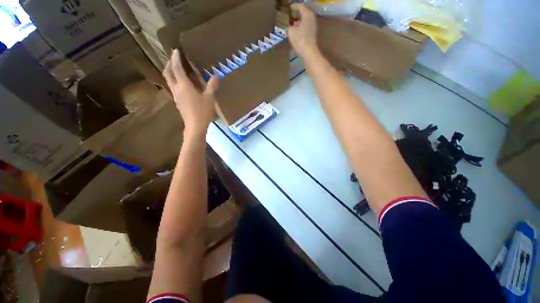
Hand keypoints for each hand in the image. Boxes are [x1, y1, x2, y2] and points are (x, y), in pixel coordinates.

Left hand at [163, 49, 218, 136]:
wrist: (195, 126)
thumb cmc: (202, 111)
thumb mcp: (210, 98)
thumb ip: (212, 86)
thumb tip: (216, 76)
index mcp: (184, 85)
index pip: (177, 68)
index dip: (175, 58)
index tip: (175, 50)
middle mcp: (177, 89)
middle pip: (168, 73)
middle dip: (169, 64)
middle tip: (173, 58)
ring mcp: (176, 96)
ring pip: (168, 80)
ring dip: (170, 72)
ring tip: (175, 69)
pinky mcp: (177, 102)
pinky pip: (172, 87)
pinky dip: (174, 81)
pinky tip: (181, 84)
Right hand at [288, 4, 317, 57]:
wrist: (309, 52)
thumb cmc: (300, 40)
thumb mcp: (291, 32)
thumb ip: (289, 27)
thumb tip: (290, 27)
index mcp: (307, 14)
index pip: (301, 7)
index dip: (294, 6)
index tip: (290, 7)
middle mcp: (312, 19)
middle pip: (305, 13)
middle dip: (298, 14)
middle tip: (292, 14)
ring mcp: (313, 27)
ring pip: (306, 21)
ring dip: (300, 21)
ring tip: (293, 24)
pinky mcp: (313, 34)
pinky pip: (306, 27)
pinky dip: (301, 27)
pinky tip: (297, 32)